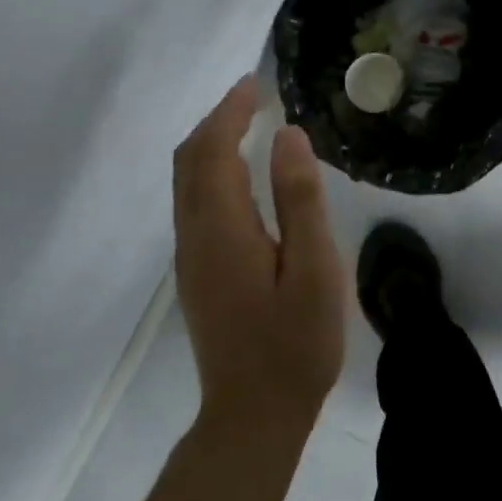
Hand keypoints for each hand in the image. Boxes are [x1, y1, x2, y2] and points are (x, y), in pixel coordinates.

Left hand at [173, 78, 346, 433]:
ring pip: (186, 181)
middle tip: (253, 96)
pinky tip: (240, 173)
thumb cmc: (295, 343)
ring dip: (210, 143)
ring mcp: (191, 256)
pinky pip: (193, 201)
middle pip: (189, 161)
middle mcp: (194, 235)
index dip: (230, 112)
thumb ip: (299, 199)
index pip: (213, 152)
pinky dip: (210, 169)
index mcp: (222, 229)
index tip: (255, 84)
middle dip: (216, 121)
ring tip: (247, 122)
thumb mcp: (314, 269)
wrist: (253, 416)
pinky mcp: (197, 272)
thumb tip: (288, 135)